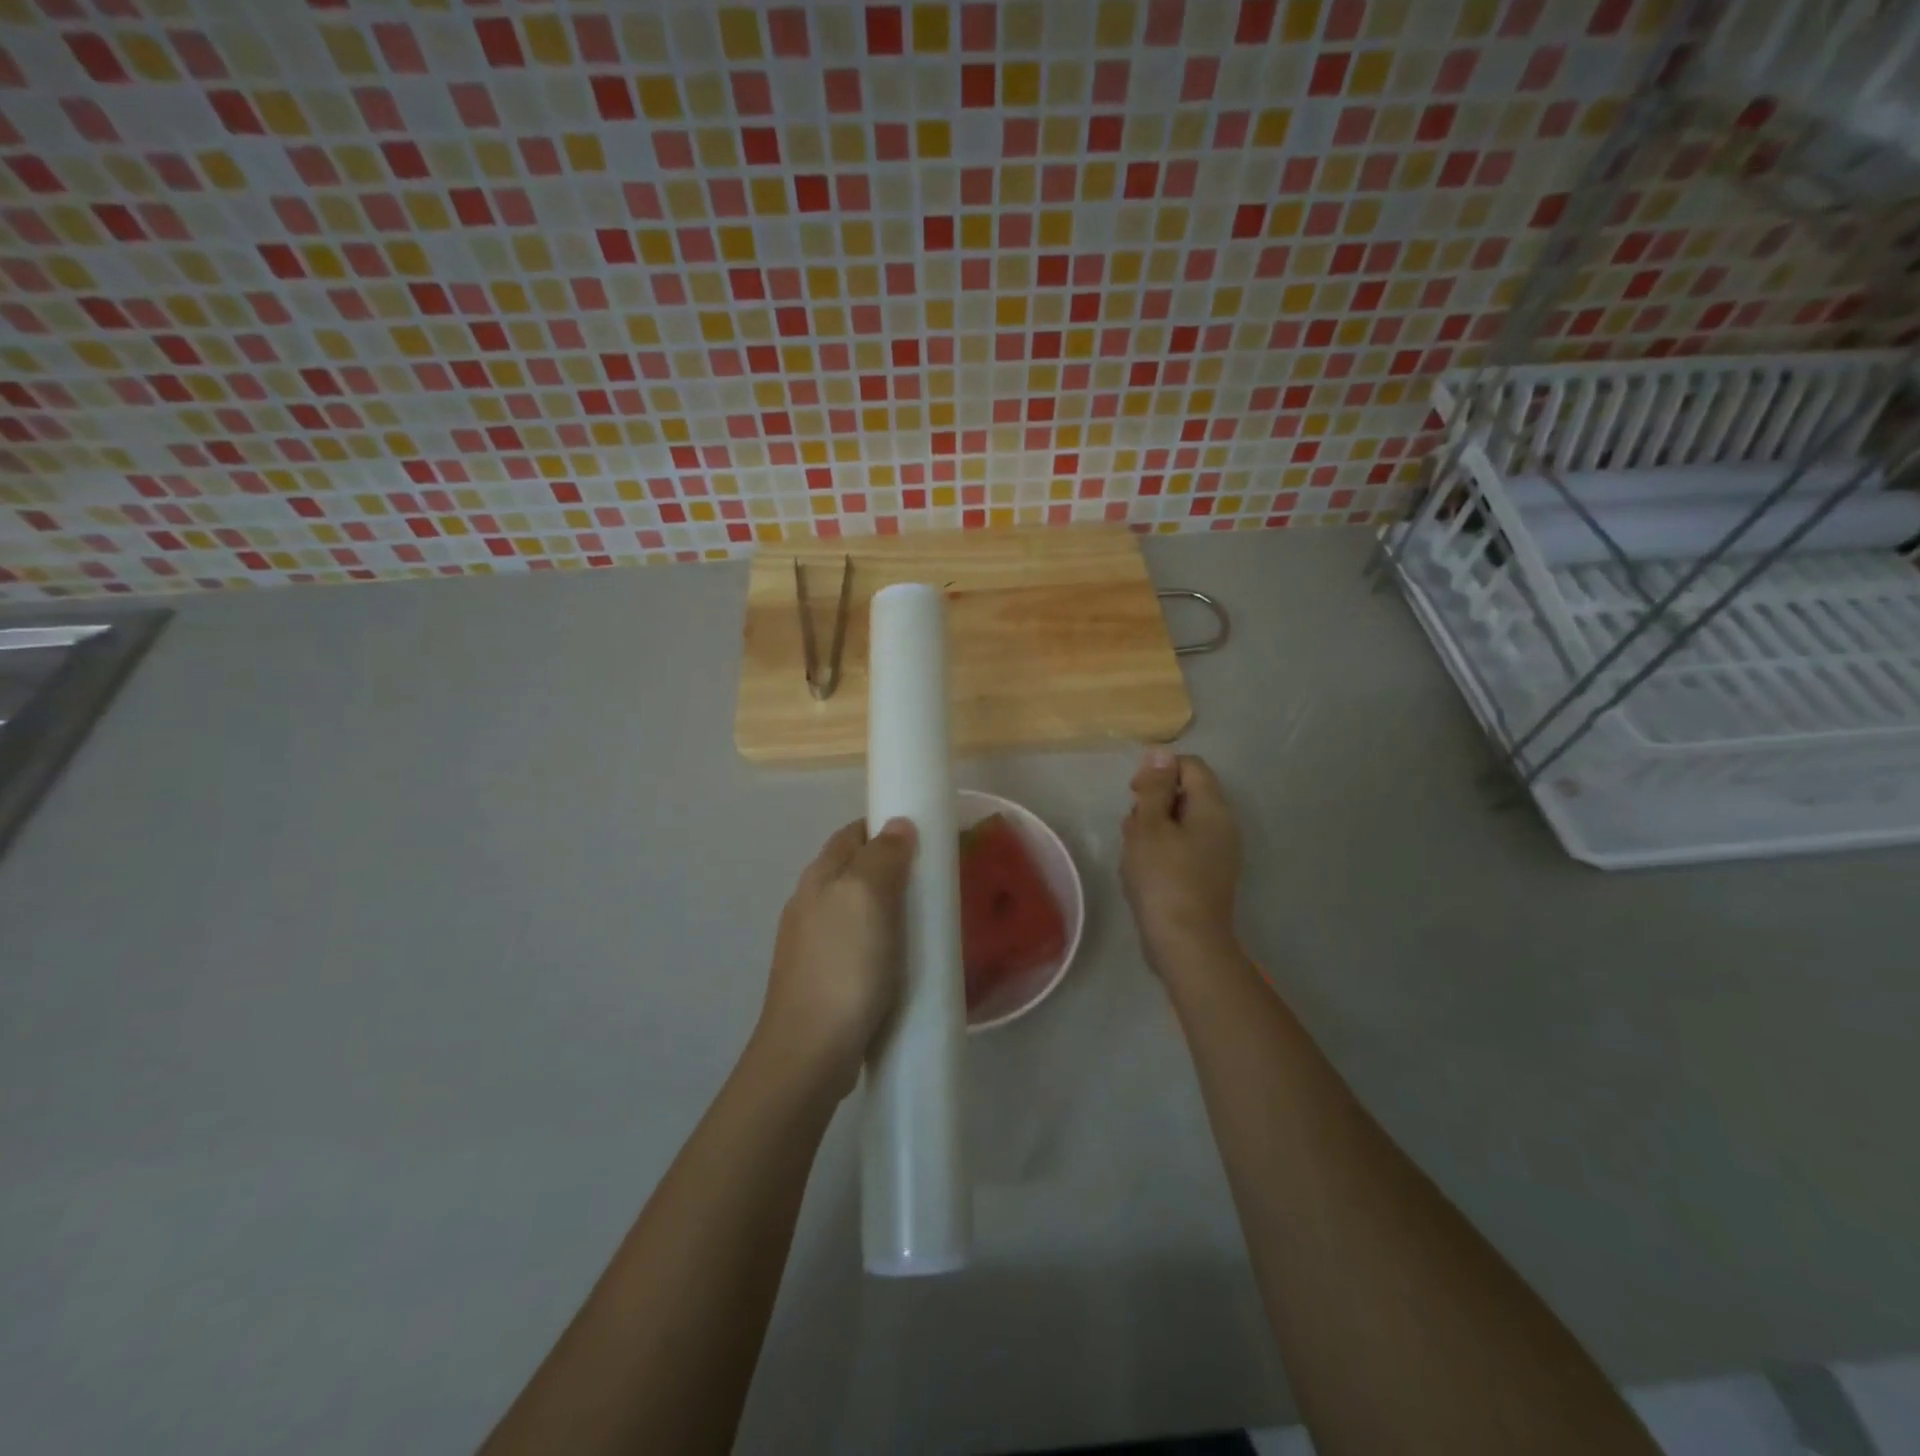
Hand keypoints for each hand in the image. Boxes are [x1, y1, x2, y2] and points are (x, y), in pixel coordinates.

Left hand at [757, 818, 917, 1099]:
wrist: (810, 1051)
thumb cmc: (845, 966)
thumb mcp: (868, 897)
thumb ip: (883, 856)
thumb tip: (897, 824)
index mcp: (819, 876)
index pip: (854, 833)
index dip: (887, 828)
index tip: (926, 838)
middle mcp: (810, 902)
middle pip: (855, 870)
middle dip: (892, 869)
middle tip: (933, 882)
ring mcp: (812, 943)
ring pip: (857, 909)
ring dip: (888, 908)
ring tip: (925, 921)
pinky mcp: (823, 977)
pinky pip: (857, 944)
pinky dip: (881, 941)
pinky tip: (901, 960)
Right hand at [1121, 749, 1242, 977]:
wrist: (1186, 943)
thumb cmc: (1163, 878)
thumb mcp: (1149, 825)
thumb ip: (1154, 787)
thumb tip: (1161, 752)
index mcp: (1212, 808)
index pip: (1190, 765)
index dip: (1159, 771)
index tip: (1134, 793)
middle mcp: (1223, 825)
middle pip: (1185, 793)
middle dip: (1152, 803)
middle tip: (1131, 828)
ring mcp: (1219, 852)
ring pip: (1181, 822)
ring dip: (1153, 829)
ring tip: (1133, 853)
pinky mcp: (1209, 875)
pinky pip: (1184, 847)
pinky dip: (1162, 850)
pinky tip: (1143, 871)